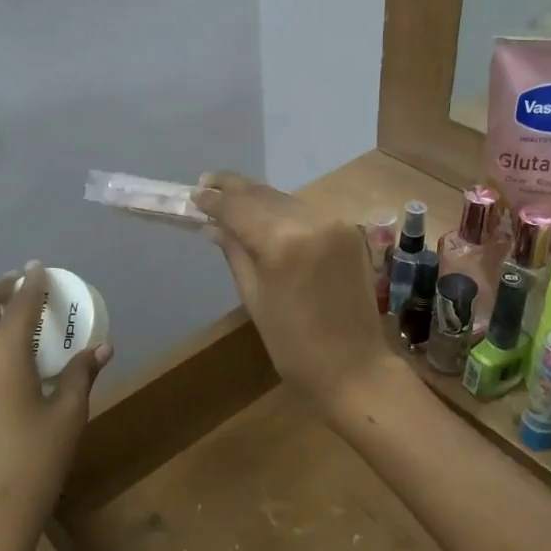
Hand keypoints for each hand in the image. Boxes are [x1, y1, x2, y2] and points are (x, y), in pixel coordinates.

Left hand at [0, 264, 111, 550]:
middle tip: (22, 287)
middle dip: (0, 289)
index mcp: (3, 350)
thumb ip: (81, 374)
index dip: (33, 283)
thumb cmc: (34, 460)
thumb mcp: (68, 415)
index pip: (19, 303)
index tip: (41, 268)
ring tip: (7, 314)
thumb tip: (103, 347)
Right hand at [192, 174, 399, 417]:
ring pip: (286, 200)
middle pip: (264, 195)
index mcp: (283, 243)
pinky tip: (265, 214)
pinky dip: (282, 211)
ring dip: (258, 197)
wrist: (356, 368)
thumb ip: (236, 254)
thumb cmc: (294, 346)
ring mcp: (334, 225)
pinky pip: (306, 213)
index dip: (215, 200)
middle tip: (207, 183)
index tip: (194, 194)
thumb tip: (214, 226)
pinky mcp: (348, 232)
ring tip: (231, 196)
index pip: (240, 208)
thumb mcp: (255, 299)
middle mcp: (311, 222)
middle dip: (234, 188)